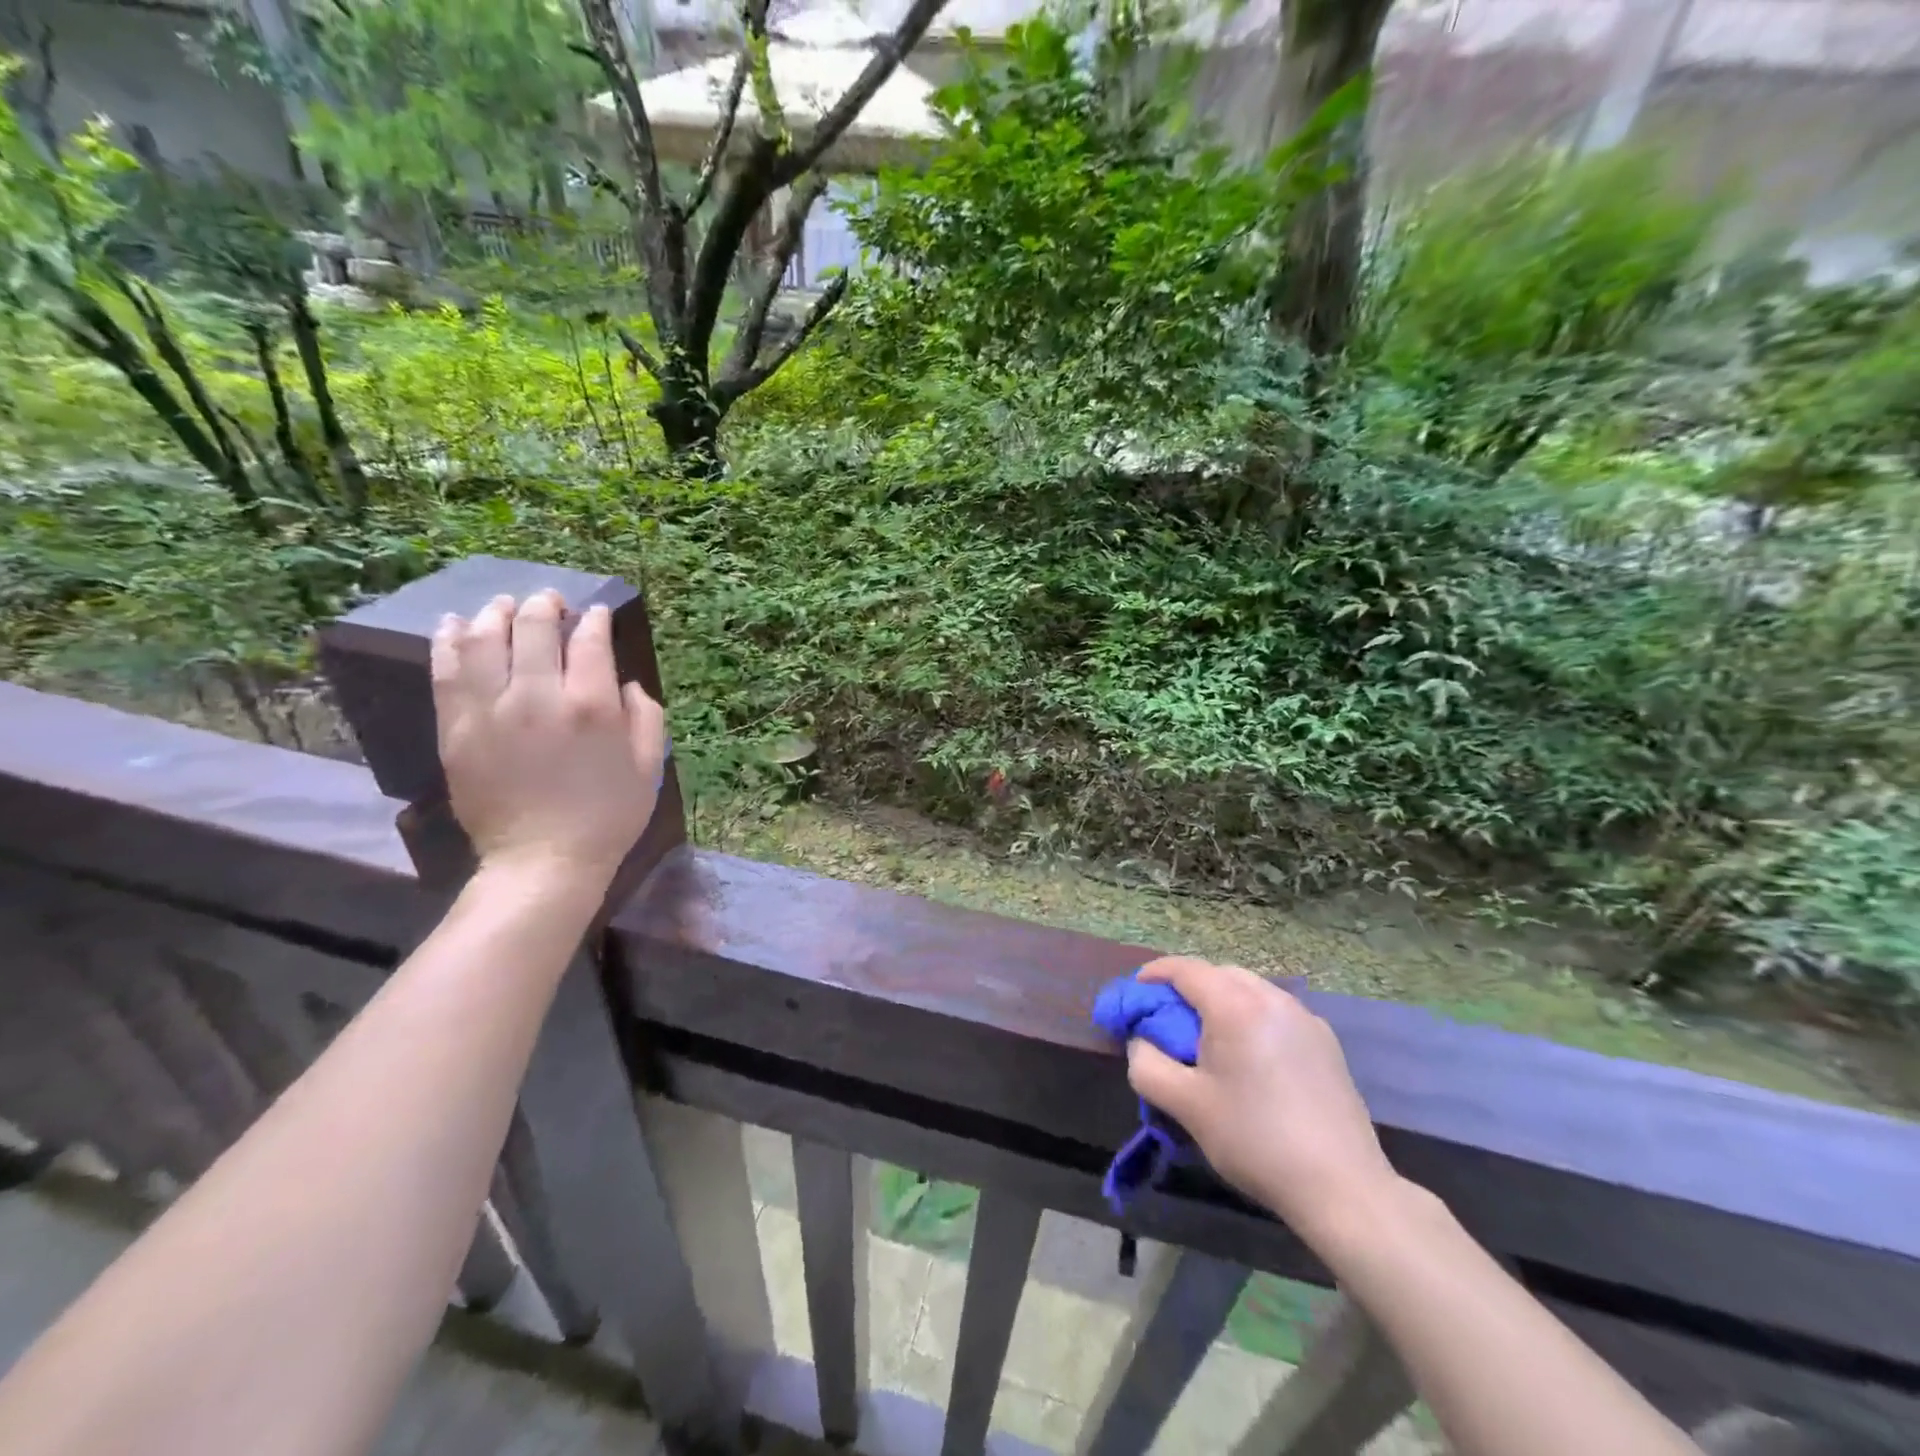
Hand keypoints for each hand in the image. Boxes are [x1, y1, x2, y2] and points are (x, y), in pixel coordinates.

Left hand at [431, 591, 667, 884]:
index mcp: (593, 706)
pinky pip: (446, 671)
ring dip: (495, 614)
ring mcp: (492, 710)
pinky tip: (453, 625)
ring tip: (504, 605)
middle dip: (546, 606)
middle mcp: (540, 697)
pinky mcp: (457, 728)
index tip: (595, 615)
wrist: (542, 861)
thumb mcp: (649, 767)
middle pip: (535, 628)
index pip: (590, 640)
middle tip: (550, 601)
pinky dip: (448, 640)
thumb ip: (646, 717)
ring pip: (484, 639)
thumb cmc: (607, 816)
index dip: (593, 620)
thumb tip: (626, 684)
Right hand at [1125, 956, 1400, 1242]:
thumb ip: (1147, 1065)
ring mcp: (1305, 1018)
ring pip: (1251, 990)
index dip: (1155, 973)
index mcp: (1235, 1005)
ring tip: (1209, 1040)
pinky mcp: (1326, 1043)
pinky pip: (1276, 1013)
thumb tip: (1140, 1043)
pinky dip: (1251, 1018)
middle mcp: (1272, 999)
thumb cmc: (1255, 1140)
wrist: (1342, 1187)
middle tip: (1168, 1020)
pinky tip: (1251, 1060)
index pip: (1186, 968)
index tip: (1136, 992)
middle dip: (1188, 987)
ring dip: (1222, 1001)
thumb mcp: (1186, 1106)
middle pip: (1219, 973)